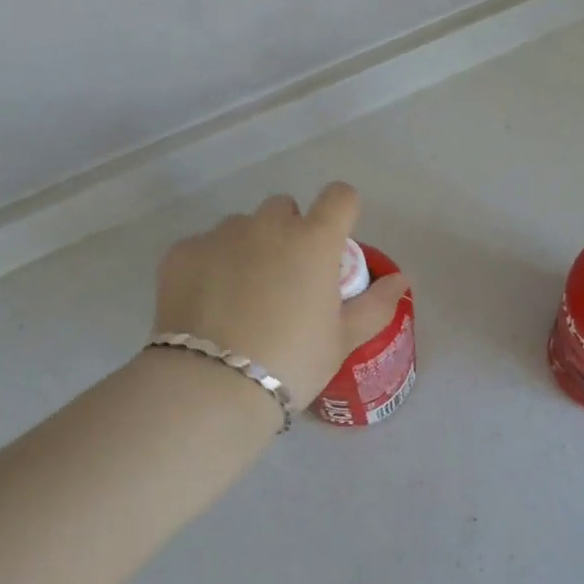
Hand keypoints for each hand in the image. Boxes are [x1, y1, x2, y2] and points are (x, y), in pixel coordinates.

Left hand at [153, 183, 410, 408]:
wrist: (211, 387)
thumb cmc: (292, 363)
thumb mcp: (342, 340)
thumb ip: (376, 304)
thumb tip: (402, 280)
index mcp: (314, 240)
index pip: (339, 196)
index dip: (341, 212)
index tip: (334, 241)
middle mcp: (268, 225)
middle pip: (284, 208)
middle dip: (289, 231)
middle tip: (285, 279)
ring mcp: (220, 235)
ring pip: (241, 226)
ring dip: (247, 247)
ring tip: (240, 297)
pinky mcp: (181, 252)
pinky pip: (203, 247)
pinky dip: (208, 267)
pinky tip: (206, 306)